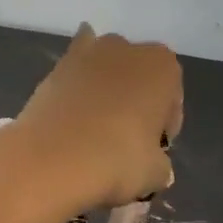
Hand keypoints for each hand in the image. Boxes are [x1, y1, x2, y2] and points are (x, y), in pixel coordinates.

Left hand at [0, 26, 181, 222]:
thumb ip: (161, 163)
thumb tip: (154, 165)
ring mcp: (87, 52)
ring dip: (106, 92)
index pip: (172, 99)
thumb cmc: (116, 160)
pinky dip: (76, 84)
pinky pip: (74, 72)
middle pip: (139, 78)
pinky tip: (73, 106)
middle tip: (126, 141)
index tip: (153, 150)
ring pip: (106, 72)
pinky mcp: (55, 66)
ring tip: (94, 131)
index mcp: (162, 66)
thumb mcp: (156, 173)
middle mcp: (126, 48)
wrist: (51, 158)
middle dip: (136, 103)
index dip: (164, 126)